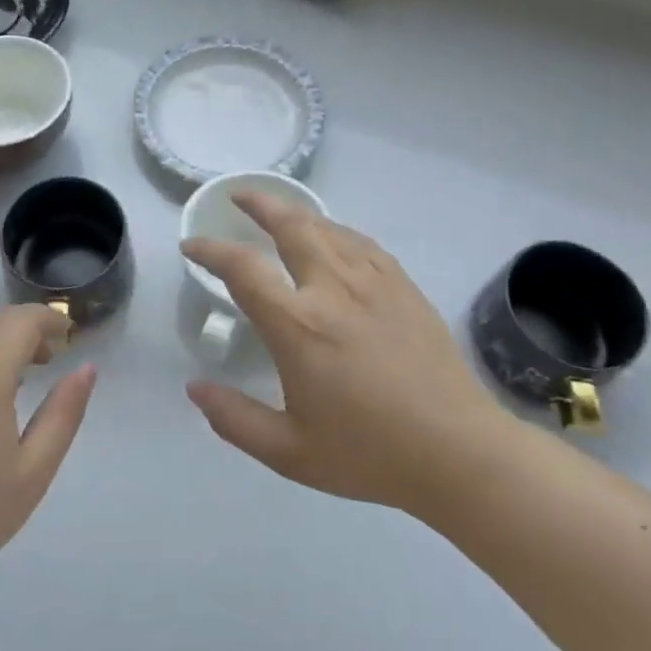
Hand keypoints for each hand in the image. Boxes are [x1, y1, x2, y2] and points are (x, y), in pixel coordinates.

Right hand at [181, 195, 510, 514]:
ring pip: (327, 227)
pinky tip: (332, 237)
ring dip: (295, 213)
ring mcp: (373, 282)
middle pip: (290, 224)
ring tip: (278, 212)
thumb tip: (194, 388)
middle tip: (238, 197)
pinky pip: (361, 242)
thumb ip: (235, 419)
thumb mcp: (289, 452)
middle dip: (259, 203)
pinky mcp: (403, 286)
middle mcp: (332, 289)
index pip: (242, 268)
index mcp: (298, 325)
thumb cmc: (369, 453)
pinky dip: (335, 230)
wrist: (459, 452)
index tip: (192, 246)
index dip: (211, 250)